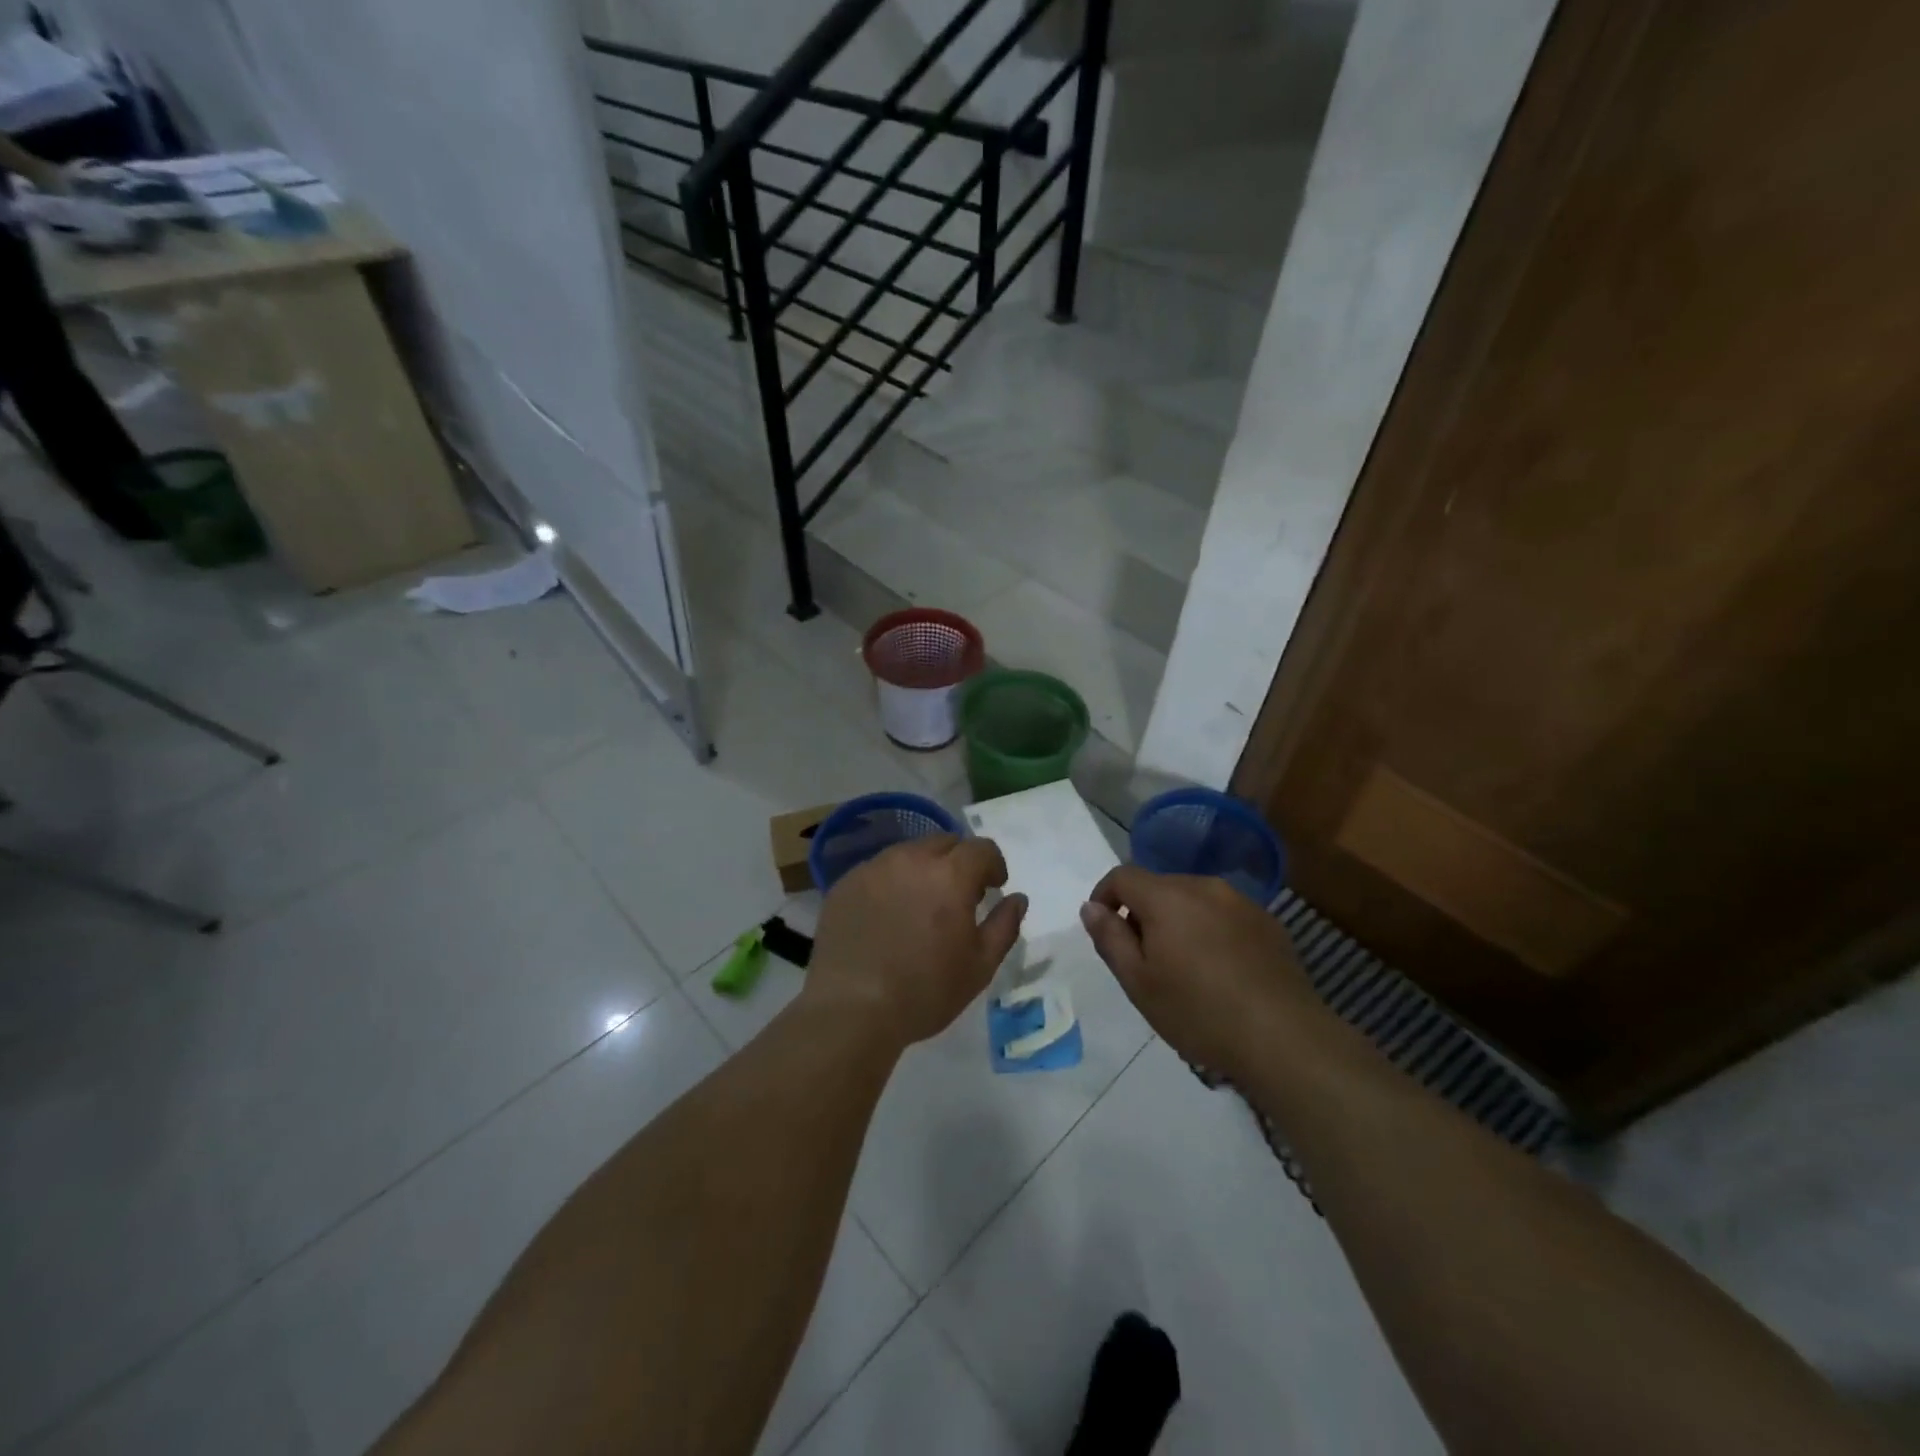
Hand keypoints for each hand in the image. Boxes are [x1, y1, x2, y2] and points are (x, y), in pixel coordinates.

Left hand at [806, 835, 1026, 1050]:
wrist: (851, 1009)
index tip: (993, 887)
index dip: (993, 864)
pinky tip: (887, 915)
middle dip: (958, 861)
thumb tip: (1017, 898)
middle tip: (958, 895)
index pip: (981, 848)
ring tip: (920, 904)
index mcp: (950, 875)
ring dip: (923, 869)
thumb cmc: (925, 991)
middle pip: (944, 842)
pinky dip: (891, 882)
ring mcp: (873, 868)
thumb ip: (1004, 926)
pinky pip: (878, 870)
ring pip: (908, 853)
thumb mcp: (980, 966)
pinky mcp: (845, 883)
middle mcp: (911, 859)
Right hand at [1080, 867, 1326, 1077]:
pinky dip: (1209, 930)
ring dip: (1177, 921)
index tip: (1103, 929)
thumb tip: (1090, 907)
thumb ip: (1110, 938)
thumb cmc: (1199, 1012)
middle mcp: (1204, 887)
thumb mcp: (1139, 982)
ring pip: (1193, 899)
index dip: (1104, 896)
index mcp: (1167, 897)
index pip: (1122, 876)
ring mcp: (1241, 902)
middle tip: (1142, 959)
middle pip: (1159, 886)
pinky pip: (1223, 914)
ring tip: (1182, 967)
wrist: (1284, 1039)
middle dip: (1141, 912)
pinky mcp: (1268, 923)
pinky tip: (1219, 971)